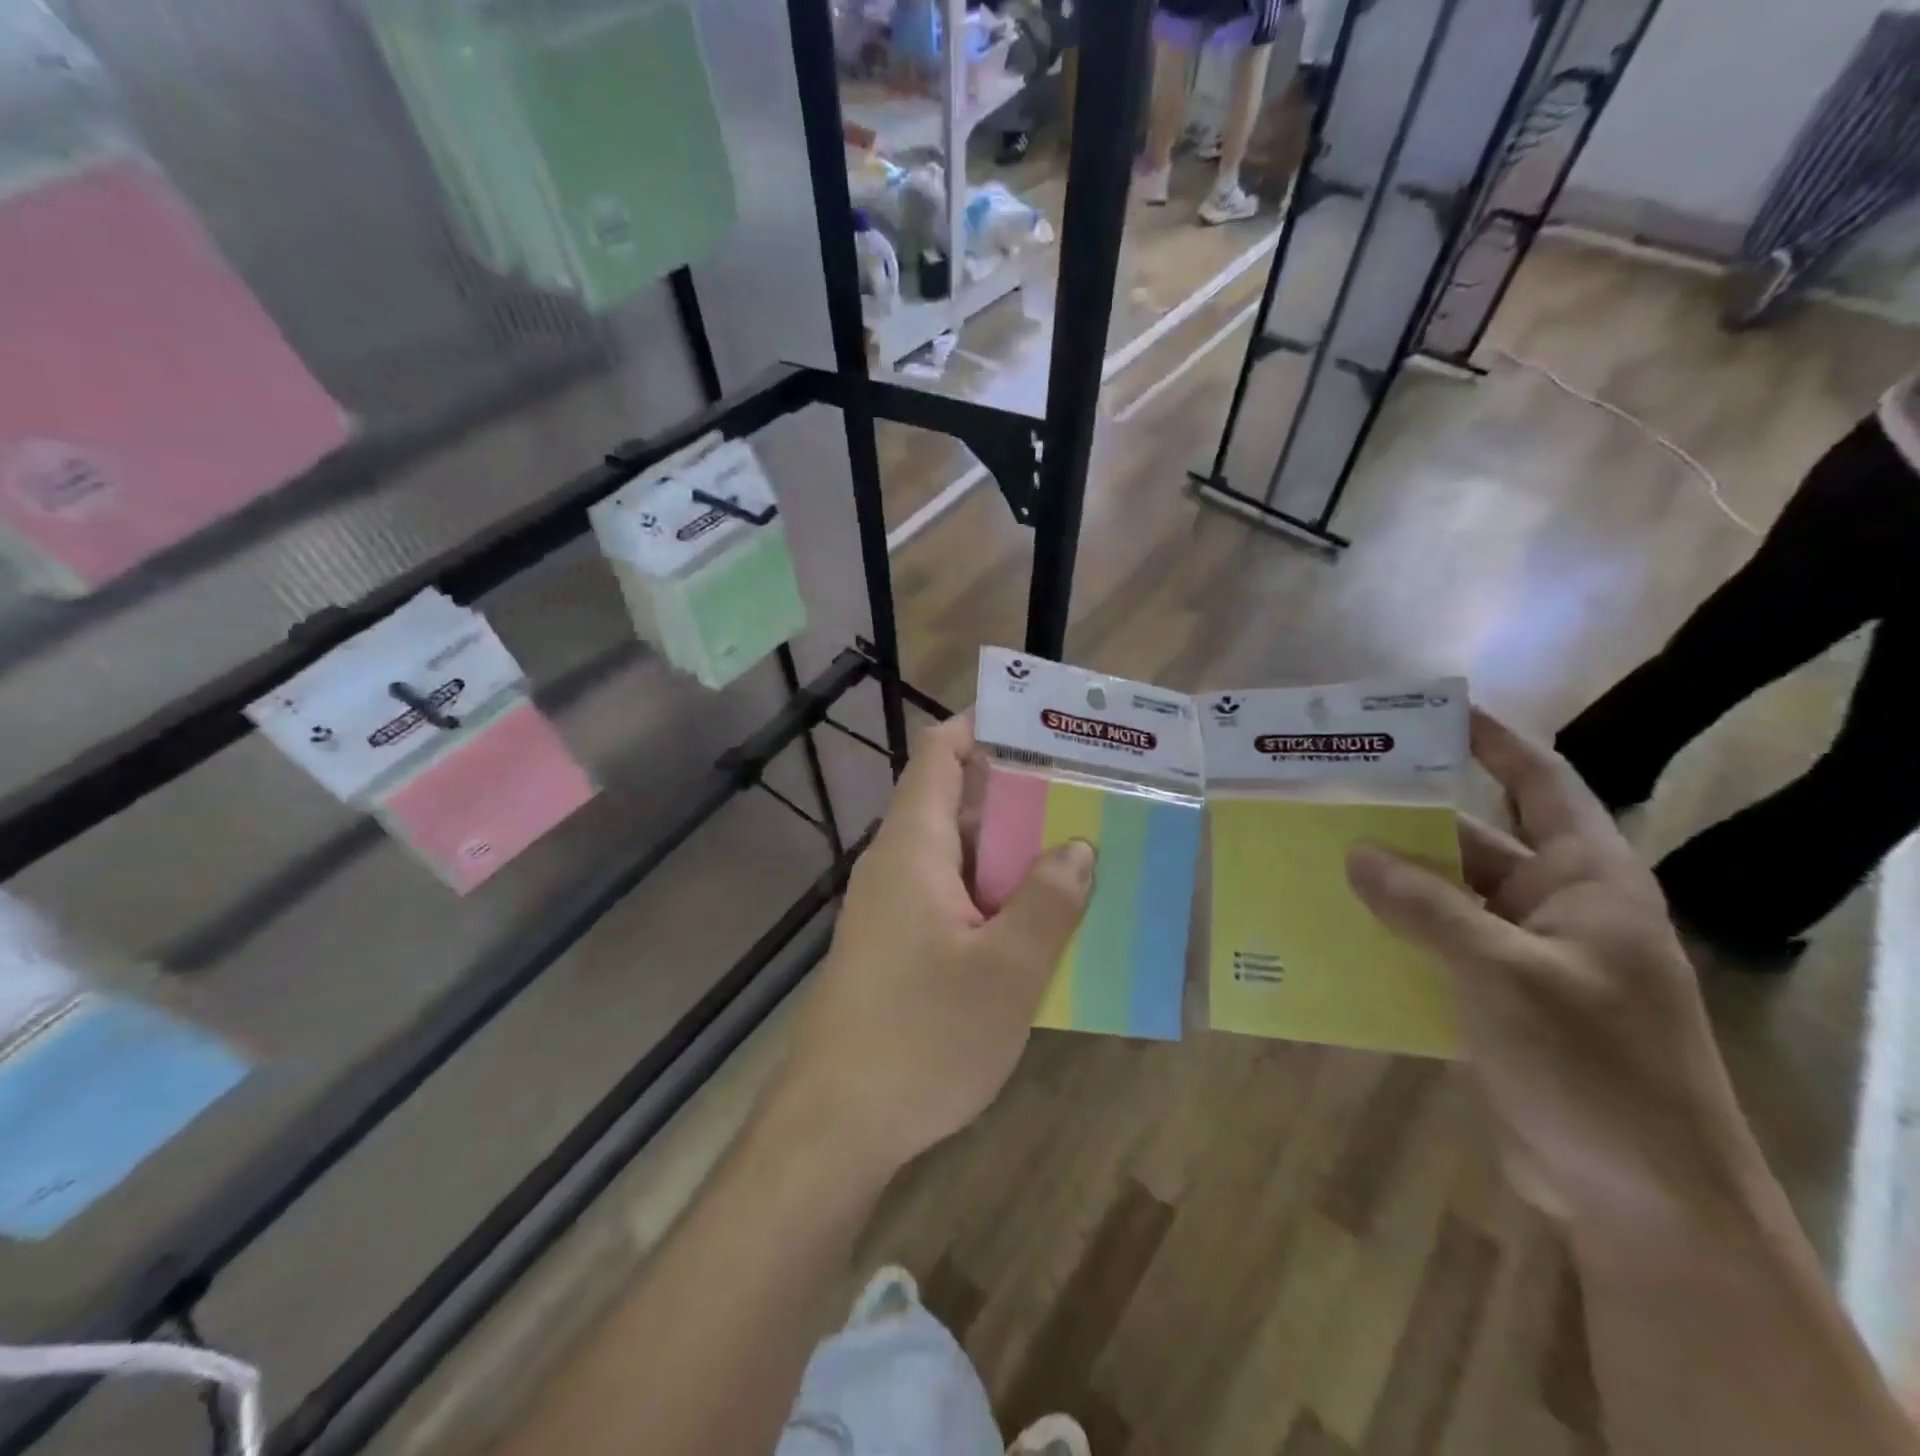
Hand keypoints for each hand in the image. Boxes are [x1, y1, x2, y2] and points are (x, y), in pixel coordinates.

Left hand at [774, 717, 1095, 1178]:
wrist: (835, 1125)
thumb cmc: (920, 1038)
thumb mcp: (1005, 972)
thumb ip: (1048, 903)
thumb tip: (1079, 847)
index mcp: (913, 848)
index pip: (940, 756)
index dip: (984, 729)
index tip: (1045, 731)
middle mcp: (897, 866)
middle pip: (958, 805)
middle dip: (1022, 797)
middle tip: (1090, 799)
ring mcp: (893, 909)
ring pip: (961, 858)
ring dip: (1015, 855)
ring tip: (1082, 856)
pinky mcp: (897, 948)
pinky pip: (954, 900)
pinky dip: (997, 898)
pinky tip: (1041, 927)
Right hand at [1345, 711, 1766, 1227]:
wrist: (1643, 1200)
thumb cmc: (1593, 1066)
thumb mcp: (1504, 974)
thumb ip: (1426, 908)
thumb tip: (1354, 852)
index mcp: (1586, 879)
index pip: (1539, 784)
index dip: (1490, 742)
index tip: (1427, 712)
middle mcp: (1554, 906)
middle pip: (1470, 840)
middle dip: (1403, 820)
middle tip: (1328, 795)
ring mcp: (1523, 955)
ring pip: (1442, 898)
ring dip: (1386, 883)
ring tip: (1312, 856)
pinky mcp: (1495, 999)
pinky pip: (1432, 947)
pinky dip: (1389, 935)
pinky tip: (1332, 929)